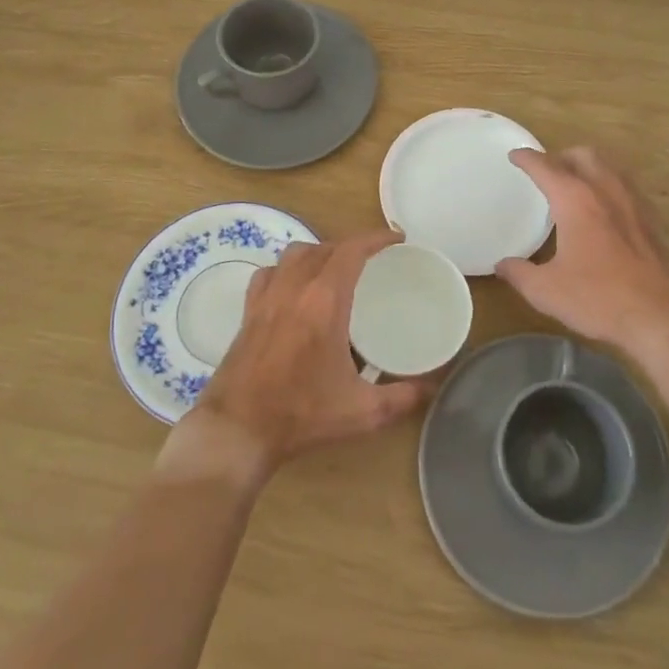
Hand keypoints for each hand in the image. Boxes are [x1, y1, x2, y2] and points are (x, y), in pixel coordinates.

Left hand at [169, 230, 433, 483]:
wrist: (237, 430)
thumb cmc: (301, 415)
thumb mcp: (362, 412)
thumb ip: (403, 397)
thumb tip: (432, 387)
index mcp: (324, 301)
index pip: (352, 250)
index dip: (377, 238)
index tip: (397, 239)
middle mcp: (294, 287)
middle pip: (326, 247)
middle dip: (353, 246)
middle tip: (375, 260)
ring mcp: (267, 295)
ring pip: (296, 253)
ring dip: (320, 252)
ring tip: (337, 269)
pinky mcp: (249, 310)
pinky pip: (270, 272)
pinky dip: (288, 269)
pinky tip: (296, 287)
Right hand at [496, 147, 668, 353]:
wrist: (662, 316)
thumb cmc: (599, 298)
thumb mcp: (547, 291)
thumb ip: (519, 273)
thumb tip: (503, 264)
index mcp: (575, 200)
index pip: (545, 167)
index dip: (527, 159)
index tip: (515, 156)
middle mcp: (605, 190)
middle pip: (582, 155)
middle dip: (561, 156)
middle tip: (547, 171)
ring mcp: (633, 202)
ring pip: (608, 167)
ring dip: (588, 168)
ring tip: (574, 186)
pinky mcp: (652, 220)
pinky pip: (626, 187)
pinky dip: (609, 186)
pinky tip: (604, 210)